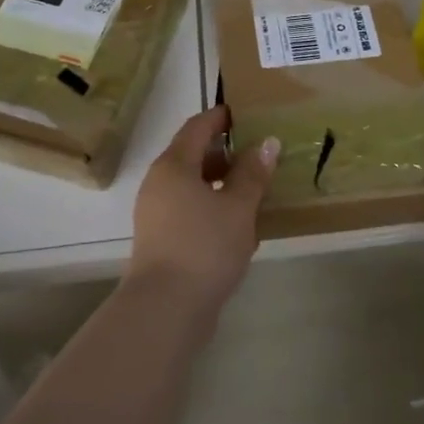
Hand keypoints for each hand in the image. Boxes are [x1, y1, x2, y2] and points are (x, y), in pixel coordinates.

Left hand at [128, 106, 278, 314]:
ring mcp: (156, 213)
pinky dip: (213, 208)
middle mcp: (159, 183)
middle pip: (193, 156)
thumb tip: (267, 142)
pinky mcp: (161, 239)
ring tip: (255, 190)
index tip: (246, 114)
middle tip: (259, 154)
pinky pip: (189, 210)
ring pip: (193, 186)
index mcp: (173, 165)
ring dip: (222, 184)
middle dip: (226, 153)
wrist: (166, 309)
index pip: (197, 127)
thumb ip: (253, 173)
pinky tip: (239, 225)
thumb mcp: (238, 207)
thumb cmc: (204, 247)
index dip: (221, 117)